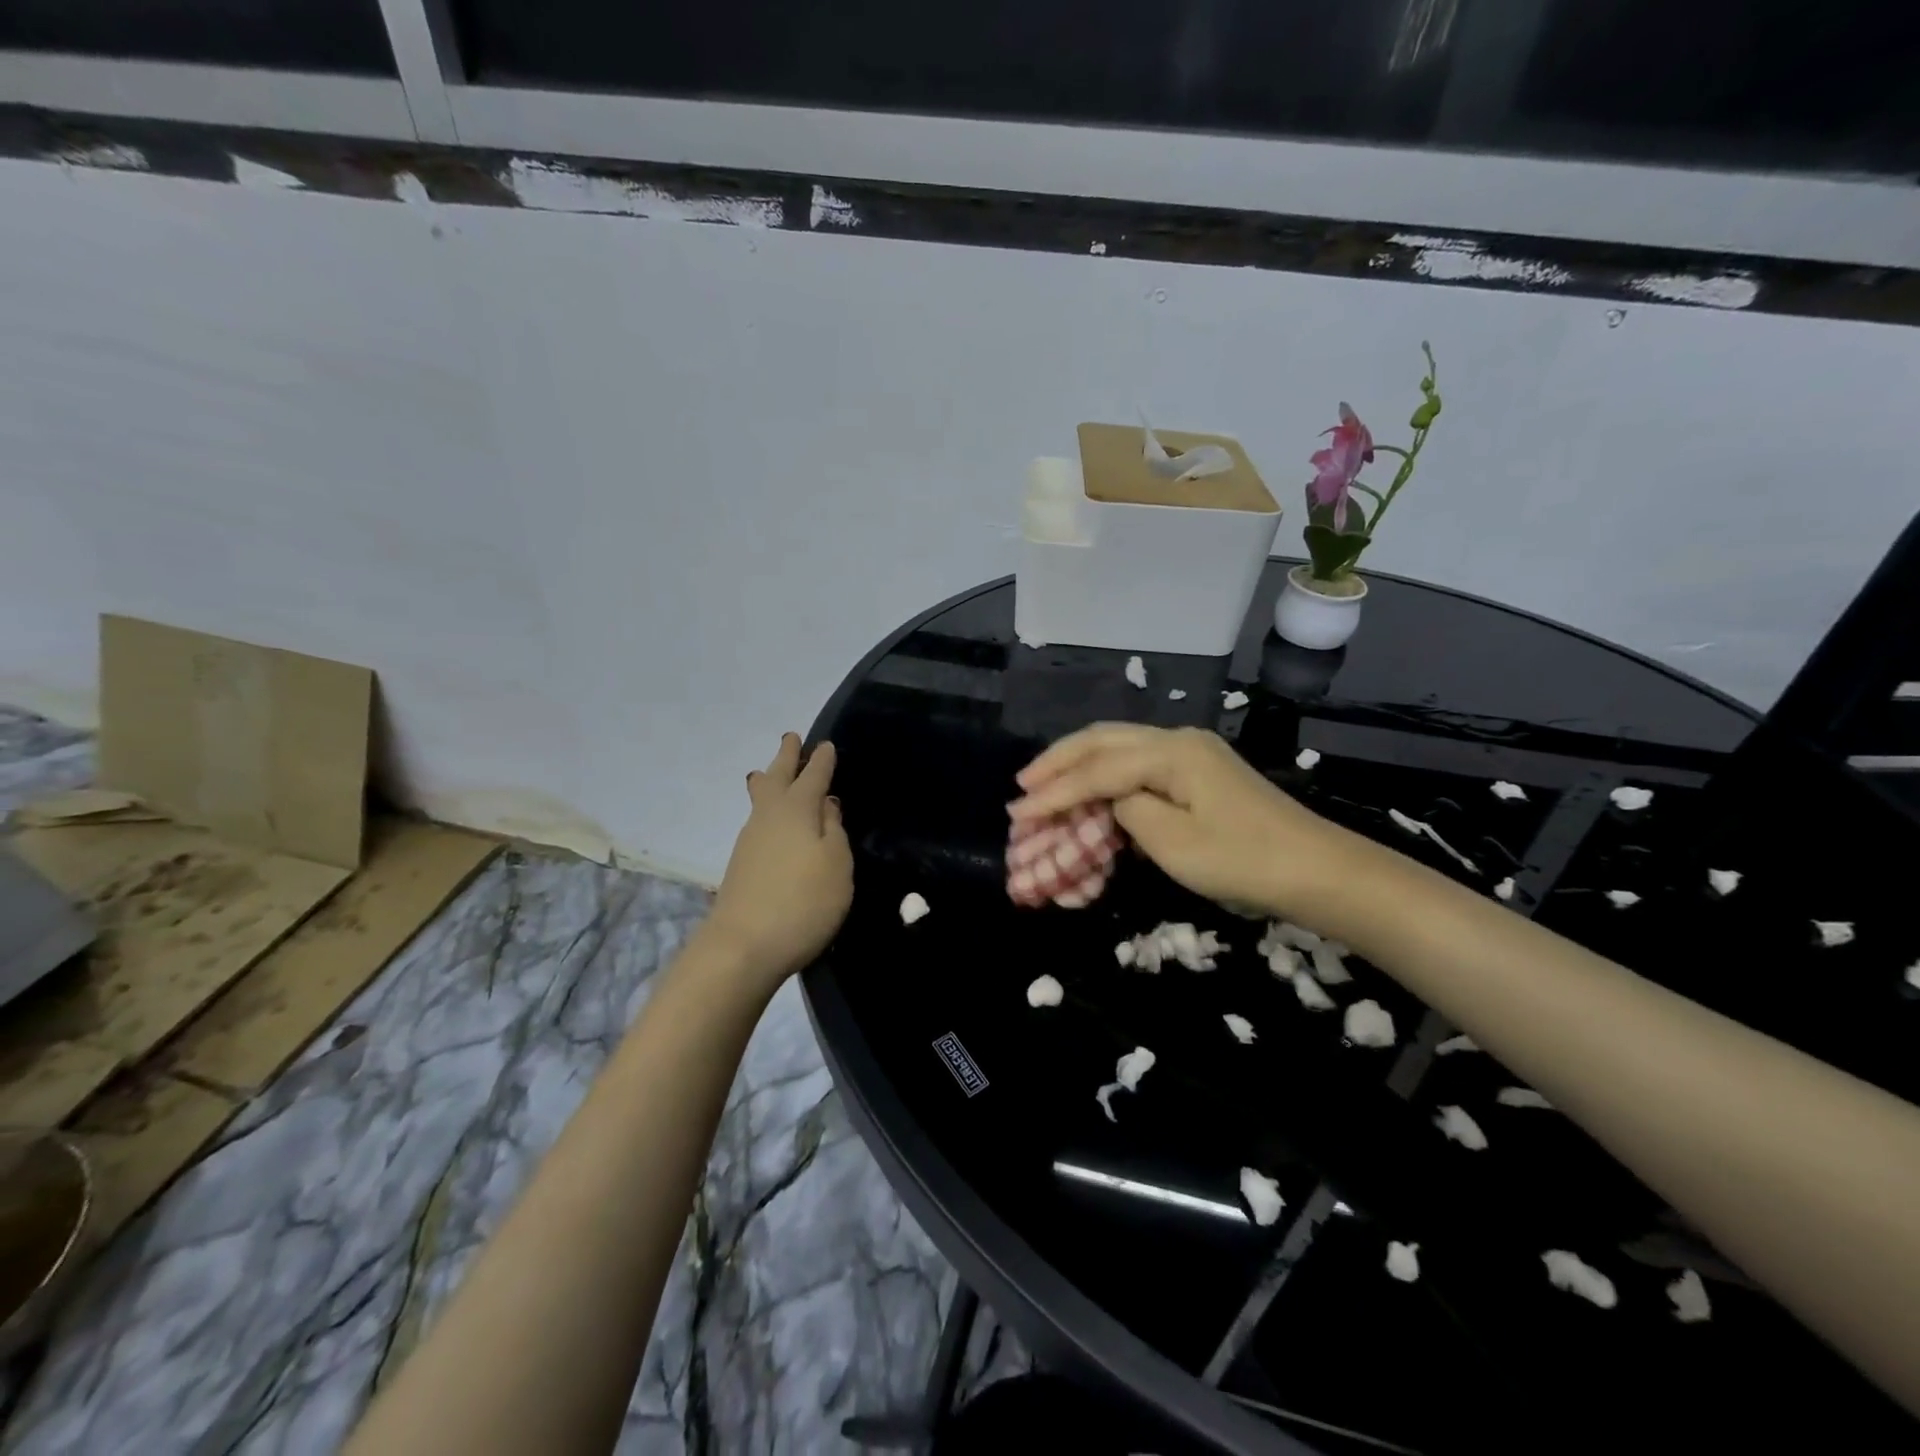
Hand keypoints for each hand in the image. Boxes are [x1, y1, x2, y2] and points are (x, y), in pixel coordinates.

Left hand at [704, 734, 853, 993]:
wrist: (743, 946)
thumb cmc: (803, 901)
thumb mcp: (836, 864)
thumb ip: (834, 829)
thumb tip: (826, 803)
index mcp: (796, 809)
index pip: (813, 776)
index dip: (821, 760)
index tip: (826, 744)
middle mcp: (769, 817)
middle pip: (776, 777)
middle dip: (786, 757)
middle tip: (792, 738)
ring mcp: (750, 840)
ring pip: (761, 799)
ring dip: (770, 780)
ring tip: (772, 773)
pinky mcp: (741, 865)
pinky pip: (759, 822)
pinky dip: (768, 810)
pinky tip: (774, 822)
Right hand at [1009, 724, 1348, 918]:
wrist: (1317, 870)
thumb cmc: (1243, 860)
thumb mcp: (1174, 843)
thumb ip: (1128, 811)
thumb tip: (1110, 800)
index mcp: (1169, 752)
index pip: (1096, 770)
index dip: (1054, 793)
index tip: (1017, 813)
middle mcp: (1176, 739)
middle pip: (1102, 740)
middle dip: (1058, 762)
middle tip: (1022, 786)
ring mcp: (1191, 752)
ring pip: (1119, 746)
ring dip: (1079, 765)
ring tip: (1045, 785)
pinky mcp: (1199, 772)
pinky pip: (1138, 763)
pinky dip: (1106, 775)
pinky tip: (1090, 791)